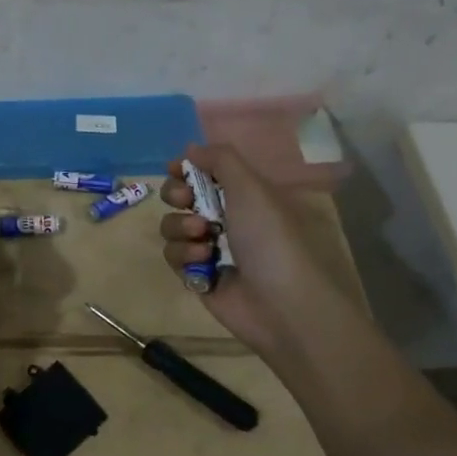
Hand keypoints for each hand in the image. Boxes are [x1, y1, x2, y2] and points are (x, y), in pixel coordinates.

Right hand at [157, 143, 348, 355]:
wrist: (283, 306)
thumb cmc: (271, 239)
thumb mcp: (251, 188)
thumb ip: (220, 160)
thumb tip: (190, 149)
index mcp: (244, 195)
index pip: (206, 172)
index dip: (187, 168)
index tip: (176, 169)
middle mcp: (226, 218)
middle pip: (181, 196)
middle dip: (177, 195)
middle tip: (186, 201)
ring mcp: (211, 248)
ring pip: (173, 225)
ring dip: (181, 227)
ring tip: (203, 237)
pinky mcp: (198, 276)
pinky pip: (174, 255)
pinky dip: (184, 255)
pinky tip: (203, 262)